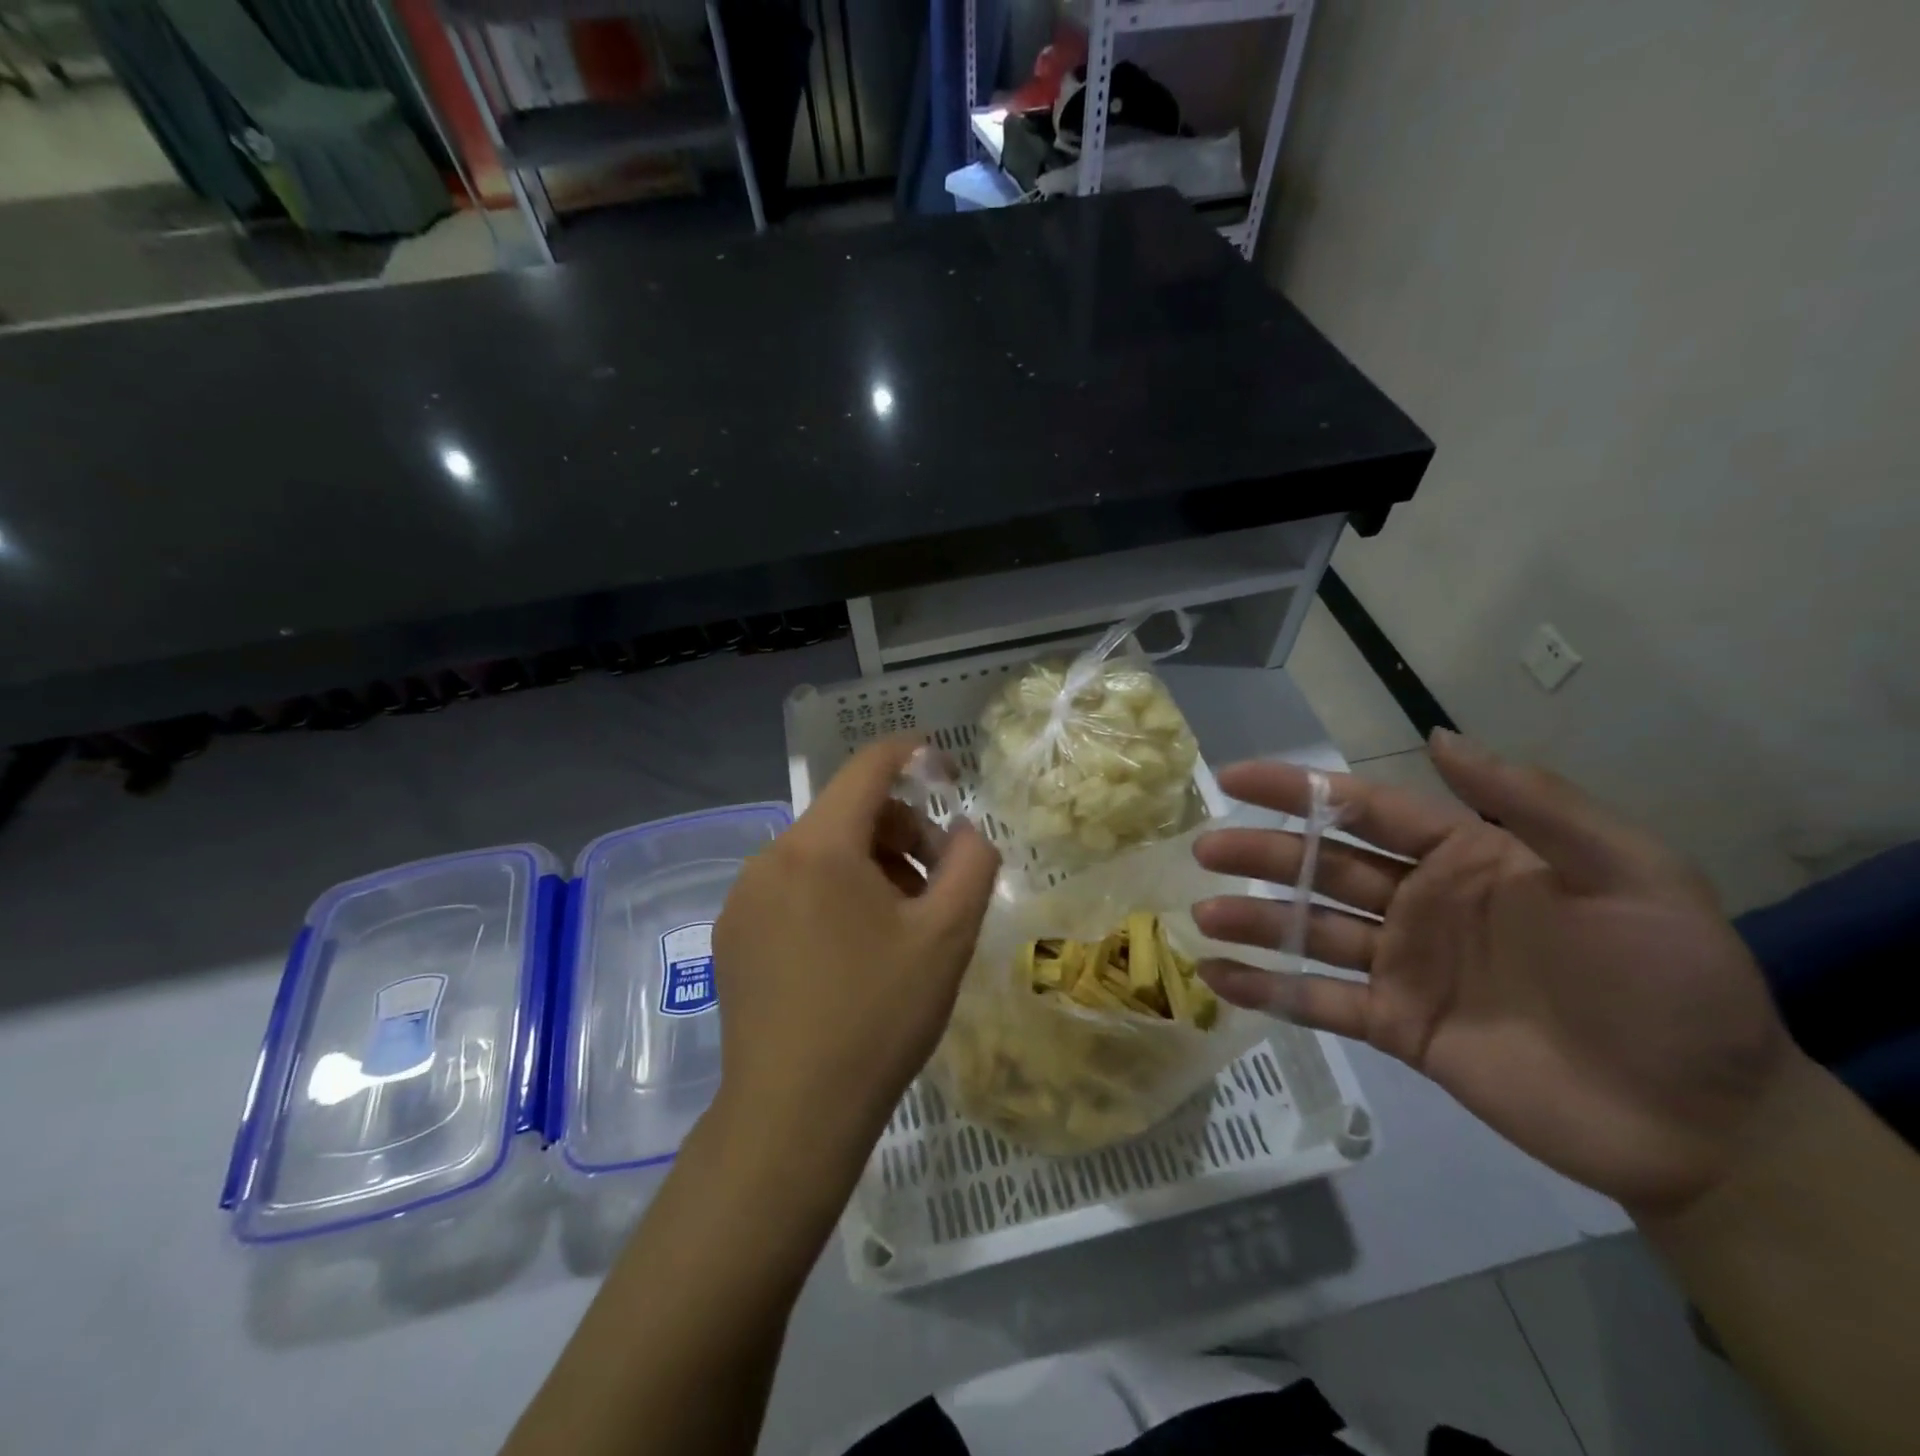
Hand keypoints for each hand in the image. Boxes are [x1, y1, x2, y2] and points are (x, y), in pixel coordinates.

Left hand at [712, 737, 1000, 1164]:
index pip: (867, 768)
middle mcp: (770, 857)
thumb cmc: (878, 1016)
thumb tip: (965, 829)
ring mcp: (743, 897)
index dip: (909, 753)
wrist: (792, 1114)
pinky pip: (791, 887)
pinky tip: (852, 951)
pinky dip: (831, 894)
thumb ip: (972, 862)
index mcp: (819, 846)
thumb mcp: (948, 936)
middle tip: (935, 885)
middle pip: (846, 814)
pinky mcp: (732, 934)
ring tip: (899, 925)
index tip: (941, 764)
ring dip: (868, 867)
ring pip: (819, 853)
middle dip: (899, 832)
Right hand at [1191, 729, 1804, 1217]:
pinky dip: (1269, 989)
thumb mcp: (1630, 875)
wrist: (1707, 1122)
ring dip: (1256, 922)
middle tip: (1204, 849)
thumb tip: (1437, 736)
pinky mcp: (1398, 1027)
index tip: (1234, 777)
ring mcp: (1404, 967)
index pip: (1362, 810)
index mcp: (1465, 857)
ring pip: (1312, 931)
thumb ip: (1534, 804)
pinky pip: (1321, 1002)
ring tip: (1204, 915)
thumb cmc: (1672, 984)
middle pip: (1322, 867)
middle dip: (1261, 854)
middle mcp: (1421, 904)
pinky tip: (1218, 978)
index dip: (1297, 790)